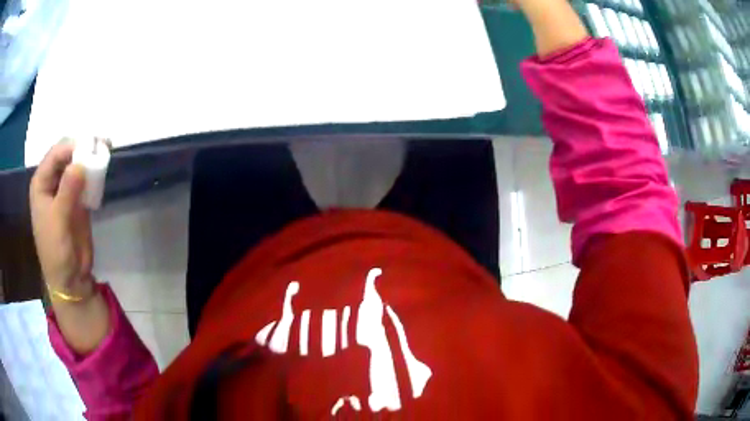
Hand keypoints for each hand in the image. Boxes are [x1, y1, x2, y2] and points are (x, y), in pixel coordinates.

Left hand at [30, 141, 94, 300]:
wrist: (70, 278)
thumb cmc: (56, 251)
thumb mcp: (58, 220)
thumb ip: (67, 190)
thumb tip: (81, 163)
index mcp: (41, 183)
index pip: (55, 155)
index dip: (71, 147)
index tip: (90, 144)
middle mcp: (52, 182)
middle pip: (66, 155)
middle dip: (82, 147)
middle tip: (102, 143)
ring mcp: (65, 190)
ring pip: (77, 164)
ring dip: (90, 158)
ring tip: (106, 150)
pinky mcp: (78, 199)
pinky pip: (85, 179)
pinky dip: (94, 173)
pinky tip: (103, 168)